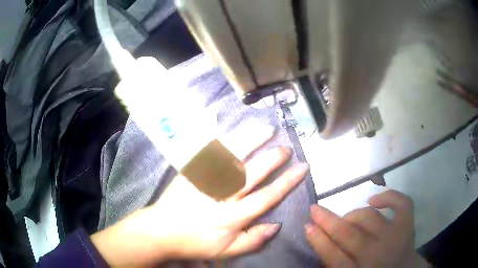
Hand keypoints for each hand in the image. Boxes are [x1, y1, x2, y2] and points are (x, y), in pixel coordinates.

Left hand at [91, 125, 308, 265]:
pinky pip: (204, 151)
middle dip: (273, 158)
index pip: (267, 196)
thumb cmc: (195, 243)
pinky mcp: (190, 171)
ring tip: (267, 129)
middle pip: (252, 173)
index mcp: (232, 217)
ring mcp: (203, 180)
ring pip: (231, 157)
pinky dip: (215, 134)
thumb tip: (276, 225)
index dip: (287, 181)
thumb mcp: (226, 252)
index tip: (302, 167)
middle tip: (286, 148)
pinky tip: (221, 119)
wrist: (160, 231)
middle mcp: (220, 196)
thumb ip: (253, 240)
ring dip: (251, 141)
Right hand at [305, 190, 426, 266]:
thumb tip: (322, 243)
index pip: (334, 256)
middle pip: (350, 235)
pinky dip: (389, 196)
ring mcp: (396, 237)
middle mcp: (378, 255)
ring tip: (347, 218)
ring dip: (353, 214)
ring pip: (370, 217)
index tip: (307, 226)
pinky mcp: (408, 225)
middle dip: (328, 221)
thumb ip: (337, 264)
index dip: (319, 240)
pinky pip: (401, 203)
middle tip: (315, 209)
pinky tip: (374, 199)